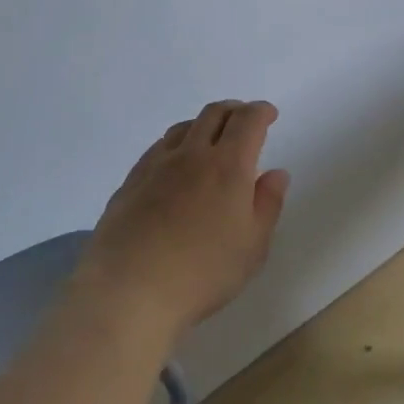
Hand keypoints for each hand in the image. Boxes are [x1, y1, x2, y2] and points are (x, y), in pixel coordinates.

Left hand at [80, 99, 290, 335]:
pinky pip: (158, 149)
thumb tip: (276, 173)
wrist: (127, 292)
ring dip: (203, 125)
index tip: (269, 114)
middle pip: (213, 114)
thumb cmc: (202, 272)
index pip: (247, 121)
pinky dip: (176, 145)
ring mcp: (156, 166)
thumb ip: (268, 204)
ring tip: (210, 141)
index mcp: (228, 166)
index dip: (261, 111)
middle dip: (234, 110)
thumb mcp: (253, 246)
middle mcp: (191, 155)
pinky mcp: (130, 183)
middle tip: (244, 121)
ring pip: (183, 128)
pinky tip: (175, 166)